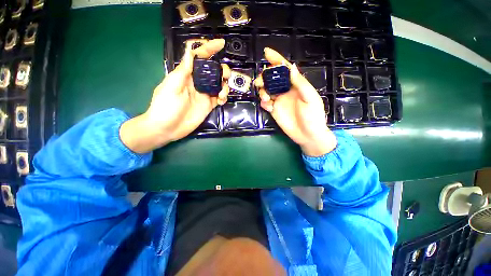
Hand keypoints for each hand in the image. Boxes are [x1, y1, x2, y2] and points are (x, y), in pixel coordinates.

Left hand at [120, 39, 230, 152]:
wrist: (167, 128)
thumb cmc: (165, 107)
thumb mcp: (172, 86)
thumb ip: (183, 70)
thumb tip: (190, 50)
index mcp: (187, 75)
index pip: (200, 58)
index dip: (210, 49)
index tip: (221, 44)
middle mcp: (197, 83)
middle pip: (214, 71)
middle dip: (222, 70)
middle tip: (224, 76)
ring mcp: (204, 95)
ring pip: (219, 85)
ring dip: (224, 85)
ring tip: (222, 93)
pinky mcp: (209, 106)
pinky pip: (220, 98)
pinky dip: (223, 97)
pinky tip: (221, 100)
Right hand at [254, 48, 336, 156]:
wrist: (308, 135)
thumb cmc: (313, 117)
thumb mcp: (310, 98)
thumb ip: (300, 83)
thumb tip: (290, 67)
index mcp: (295, 85)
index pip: (285, 69)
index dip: (276, 60)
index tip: (266, 52)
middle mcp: (285, 91)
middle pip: (272, 79)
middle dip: (264, 77)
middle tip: (260, 82)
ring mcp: (279, 101)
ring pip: (266, 90)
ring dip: (262, 90)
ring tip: (265, 97)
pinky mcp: (274, 110)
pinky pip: (265, 103)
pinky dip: (263, 102)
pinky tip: (267, 106)